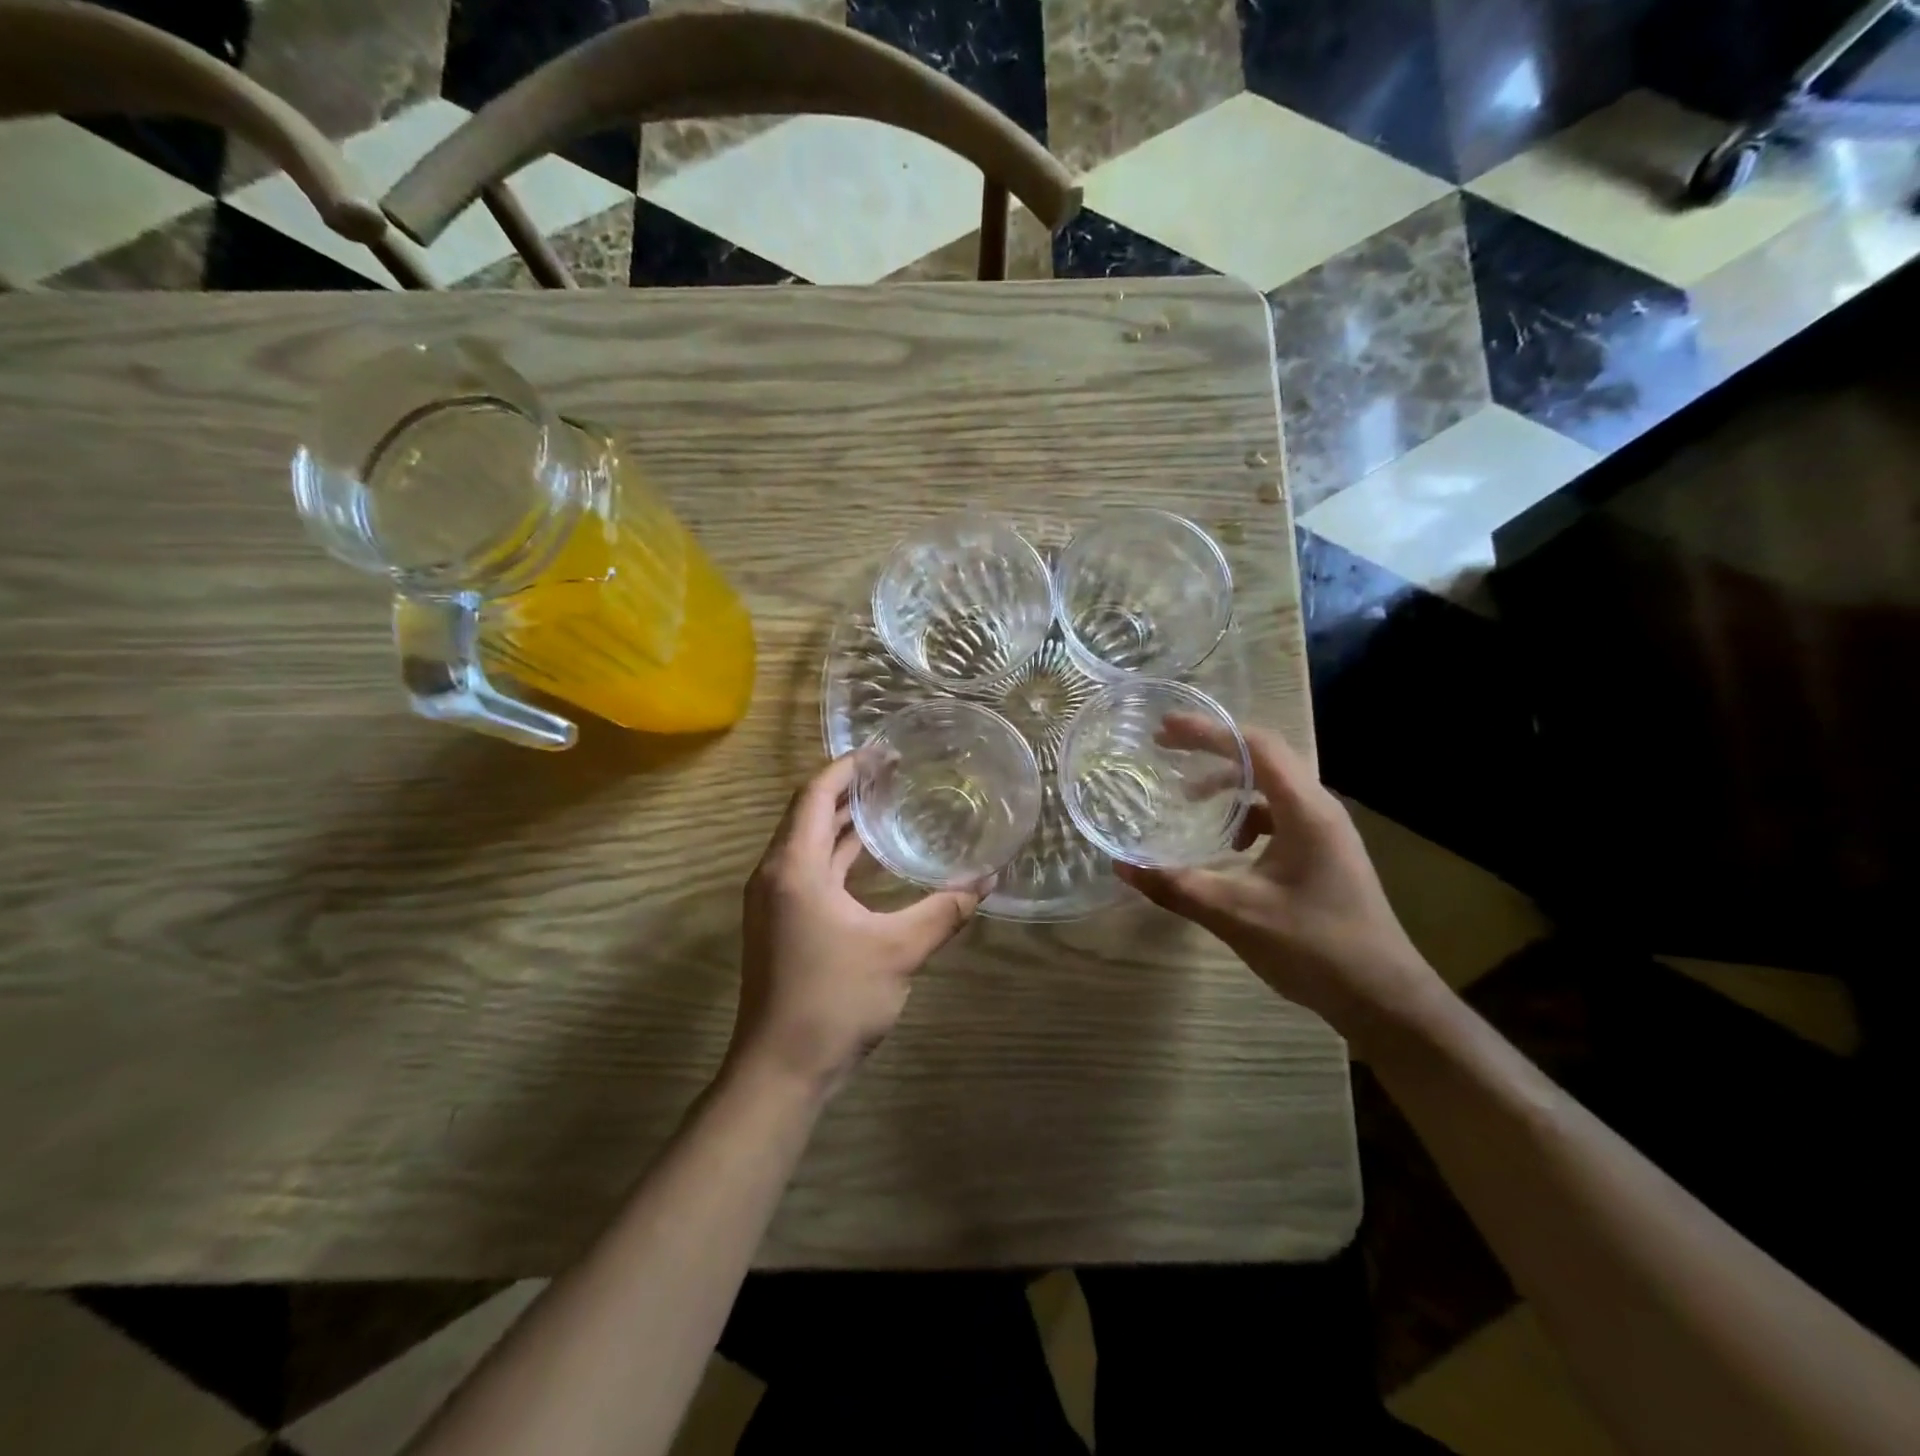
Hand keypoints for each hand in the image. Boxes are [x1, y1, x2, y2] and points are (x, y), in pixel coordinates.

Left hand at [728, 753, 986, 1100]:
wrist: (780, 1071)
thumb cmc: (834, 1001)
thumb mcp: (898, 951)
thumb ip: (944, 912)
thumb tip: (988, 879)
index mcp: (793, 868)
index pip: (814, 795)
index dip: (847, 768)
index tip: (883, 752)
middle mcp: (775, 875)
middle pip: (807, 814)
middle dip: (847, 790)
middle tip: (893, 773)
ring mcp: (773, 902)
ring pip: (806, 844)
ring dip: (841, 823)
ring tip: (886, 803)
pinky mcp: (779, 924)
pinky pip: (808, 871)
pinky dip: (836, 855)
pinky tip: (869, 859)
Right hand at [1115, 715, 1440, 1033]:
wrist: (1384, 999)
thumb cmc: (1316, 948)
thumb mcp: (1237, 915)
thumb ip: (1176, 886)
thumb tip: (1122, 865)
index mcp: (1306, 811)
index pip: (1255, 746)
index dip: (1208, 732)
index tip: (1165, 729)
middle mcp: (1319, 809)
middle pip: (1263, 758)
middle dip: (1212, 749)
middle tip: (1166, 748)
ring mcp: (1325, 832)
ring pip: (1270, 788)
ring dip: (1228, 786)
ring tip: (1188, 800)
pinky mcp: (1323, 853)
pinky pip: (1278, 816)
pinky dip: (1245, 816)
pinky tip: (1228, 847)